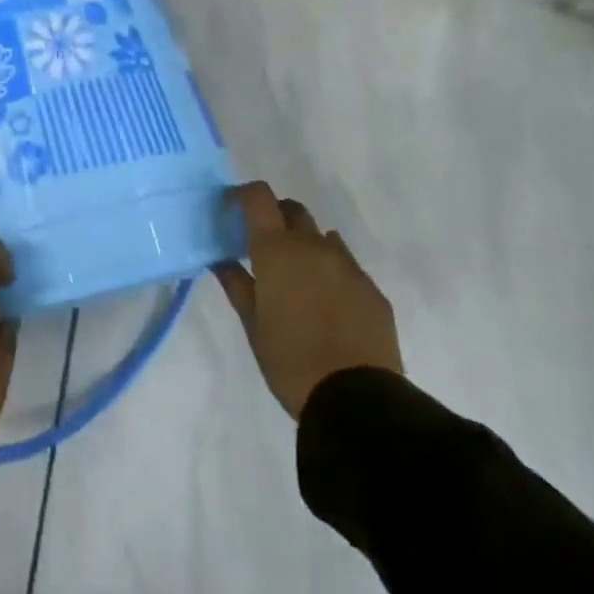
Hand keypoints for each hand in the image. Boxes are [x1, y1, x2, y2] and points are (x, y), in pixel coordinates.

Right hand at [213, 182, 402, 418]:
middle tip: (260, 244)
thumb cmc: (289, 359)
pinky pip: (346, 264)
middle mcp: (314, 247)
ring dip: (304, 244)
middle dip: (275, 216)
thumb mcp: (252, 324)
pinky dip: (329, 269)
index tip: (231, 210)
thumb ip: (236, 283)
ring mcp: (348, 266)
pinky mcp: (372, 288)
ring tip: (295, 277)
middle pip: (293, 210)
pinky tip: (324, 302)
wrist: (356, 397)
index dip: (243, 195)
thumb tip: (221, 259)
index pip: (259, 197)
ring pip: (322, 237)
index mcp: (277, 251)